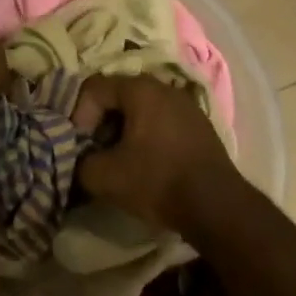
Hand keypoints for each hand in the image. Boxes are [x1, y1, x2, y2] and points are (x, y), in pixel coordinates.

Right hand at [72, 75, 238, 230]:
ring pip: (140, 111)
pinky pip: (161, 123)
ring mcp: (187, 106)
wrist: (217, 207)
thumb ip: (79, 162)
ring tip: (117, 161)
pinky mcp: (199, 127)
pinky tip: (144, 165)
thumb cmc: (156, 181)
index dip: (78, 116)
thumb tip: (80, 160)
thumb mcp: (103, 176)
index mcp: (141, 89)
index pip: (94, 89)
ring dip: (121, 132)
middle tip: (94, 152)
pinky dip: (145, 138)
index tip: (80, 146)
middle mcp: (165, 88)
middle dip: (99, 124)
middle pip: (118, 97)